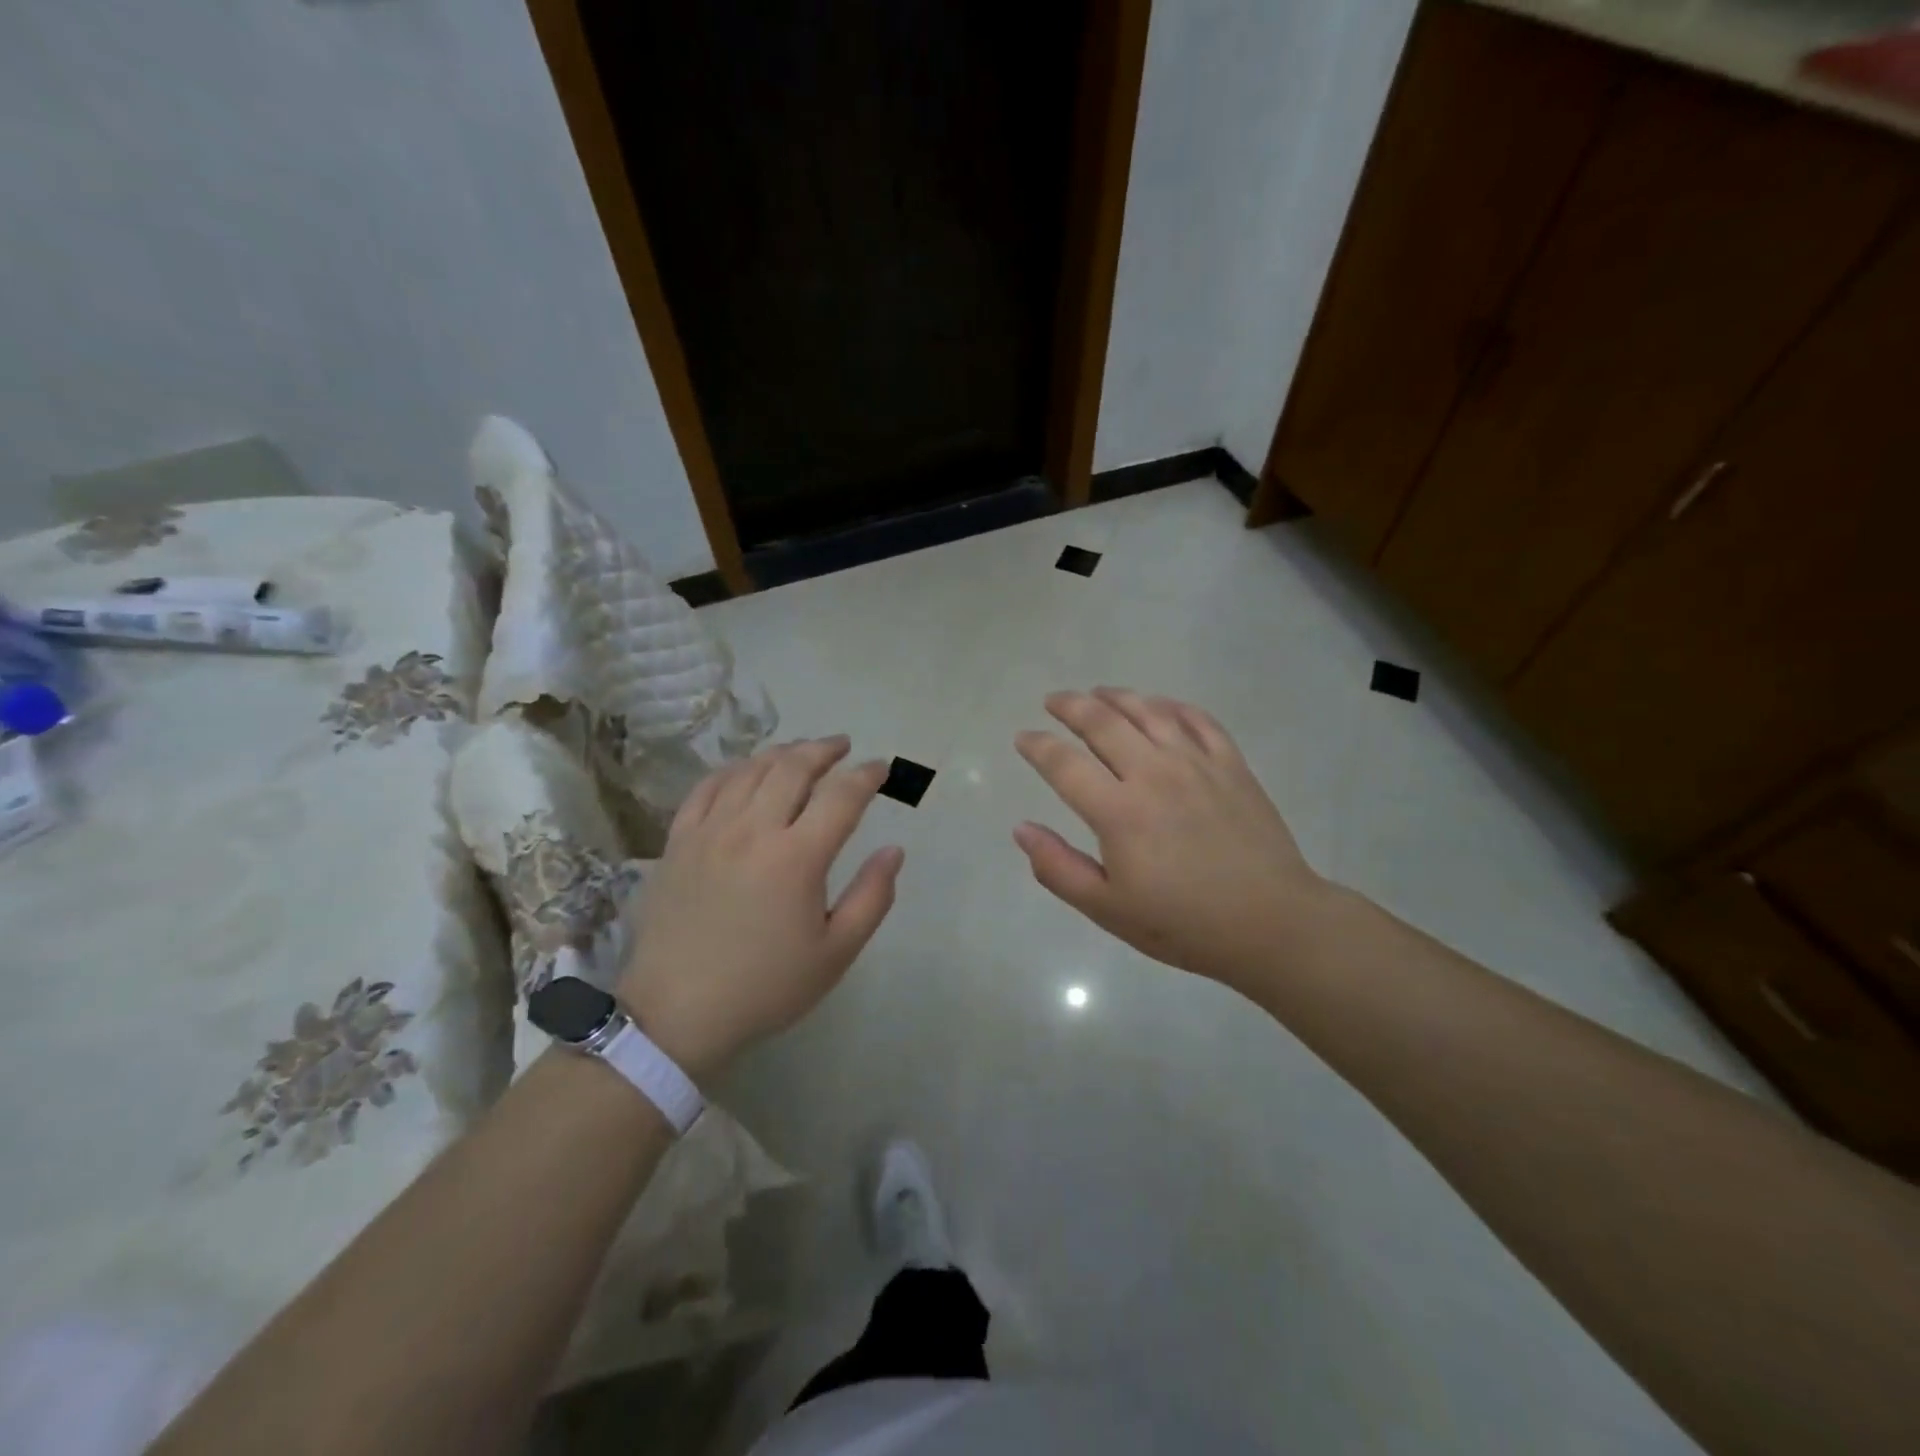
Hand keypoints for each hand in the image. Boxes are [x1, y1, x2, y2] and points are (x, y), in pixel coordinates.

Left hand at [617, 738, 903, 1077]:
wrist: (677, 1014)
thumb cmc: (765, 987)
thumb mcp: (835, 953)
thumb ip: (872, 897)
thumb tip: (894, 851)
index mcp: (797, 857)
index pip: (842, 796)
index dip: (866, 776)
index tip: (881, 769)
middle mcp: (753, 830)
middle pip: (794, 768)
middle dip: (824, 750)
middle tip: (843, 747)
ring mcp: (710, 831)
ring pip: (751, 770)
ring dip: (782, 753)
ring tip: (802, 752)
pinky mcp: (679, 841)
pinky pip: (707, 787)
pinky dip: (734, 770)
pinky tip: (746, 770)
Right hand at [1013, 688, 1329, 991]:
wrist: (1271, 924)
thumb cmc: (1183, 924)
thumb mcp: (1108, 909)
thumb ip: (1058, 868)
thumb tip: (1021, 829)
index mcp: (1118, 812)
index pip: (1064, 764)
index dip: (1038, 746)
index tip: (1023, 738)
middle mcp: (1153, 774)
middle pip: (1103, 723)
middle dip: (1071, 706)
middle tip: (1053, 701)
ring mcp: (1197, 764)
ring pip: (1148, 711)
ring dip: (1117, 696)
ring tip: (1097, 693)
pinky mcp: (1232, 765)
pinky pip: (1198, 720)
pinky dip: (1172, 705)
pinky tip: (1159, 705)